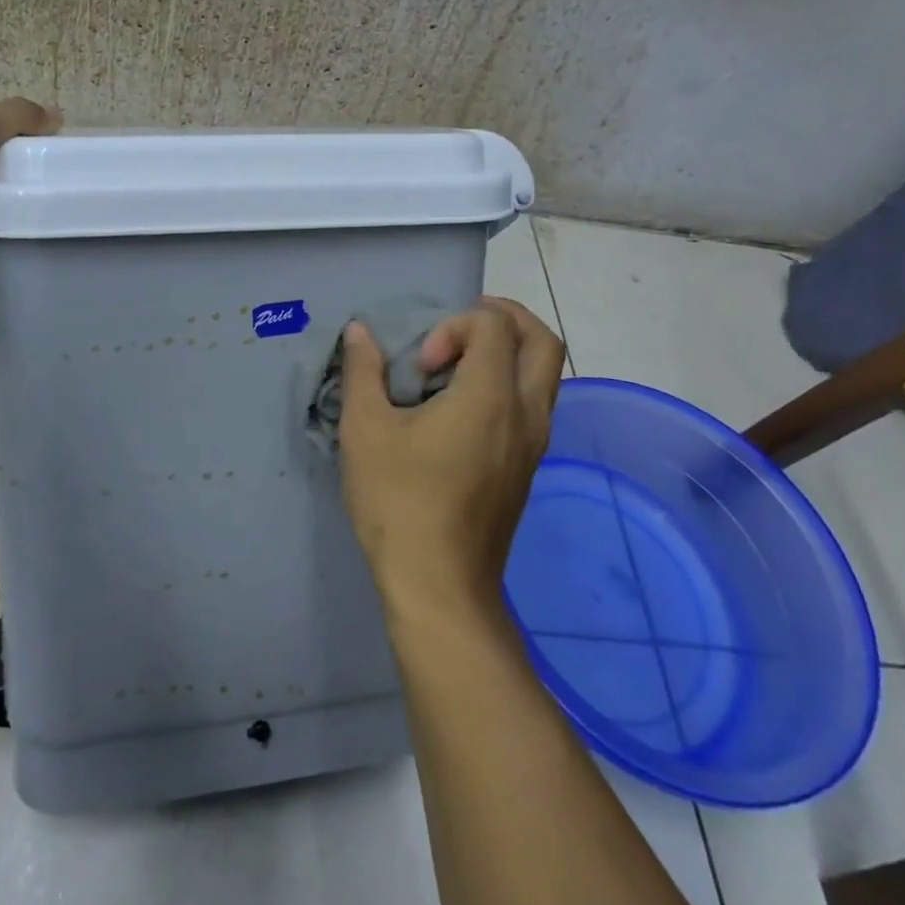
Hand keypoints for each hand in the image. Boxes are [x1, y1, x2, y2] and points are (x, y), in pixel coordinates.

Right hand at [338, 297, 563, 619]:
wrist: (439, 585)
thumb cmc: (399, 501)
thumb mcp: (365, 430)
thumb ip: (363, 372)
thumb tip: (360, 332)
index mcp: (491, 397)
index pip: (494, 325)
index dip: (454, 326)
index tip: (421, 363)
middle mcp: (526, 413)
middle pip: (544, 341)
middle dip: (506, 318)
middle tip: (462, 325)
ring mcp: (534, 444)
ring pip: (545, 375)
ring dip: (509, 353)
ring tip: (457, 364)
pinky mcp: (527, 468)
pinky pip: (533, 404)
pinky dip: (507, 384)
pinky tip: (460, 407)